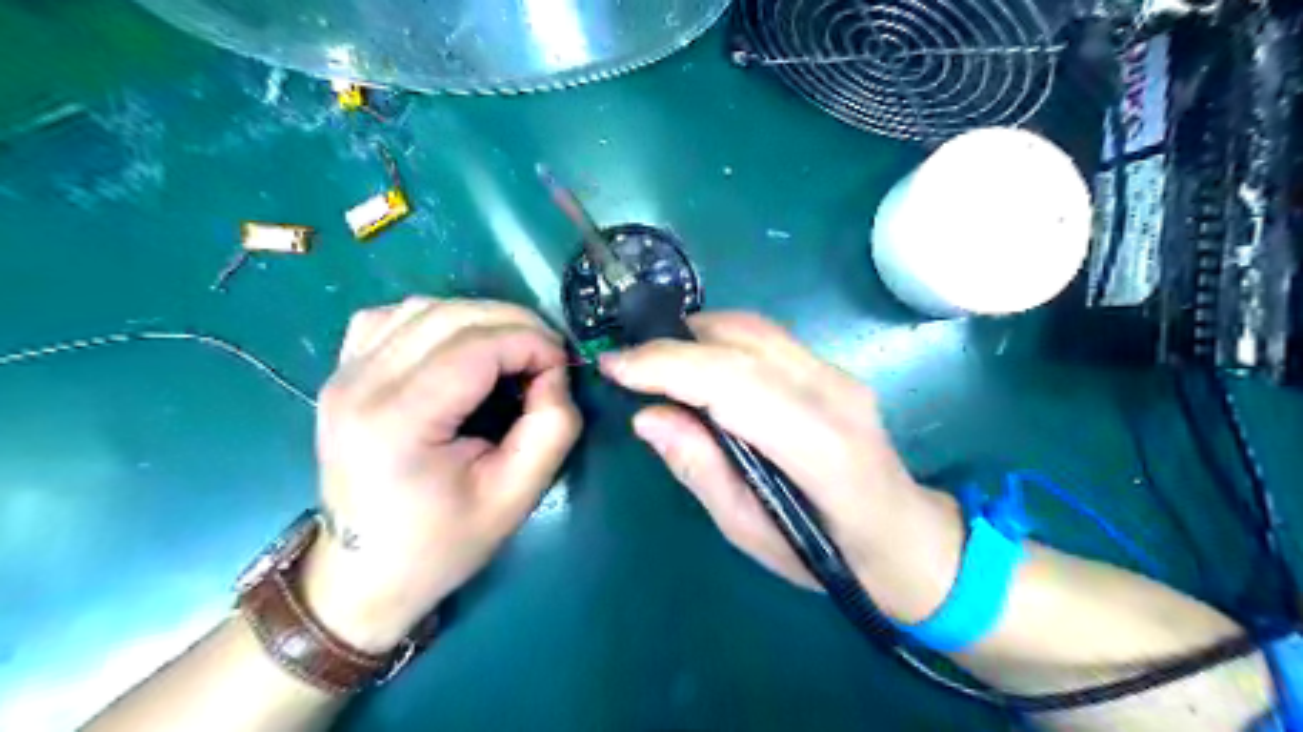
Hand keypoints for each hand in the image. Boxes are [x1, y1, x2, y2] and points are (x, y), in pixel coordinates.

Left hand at [304, 296, 577, 650]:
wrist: (364, 574)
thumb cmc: (443, 543)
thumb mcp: (517, 495)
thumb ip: (552, 427)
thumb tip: (554, 372)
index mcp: (398, 421)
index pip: (477, 346)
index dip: (533, 342)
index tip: (563, 367)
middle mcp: (360, 385)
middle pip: (450, 316)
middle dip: (515, 324)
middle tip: (547, 356)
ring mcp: (343, 374)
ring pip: (423, 307)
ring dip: (480, 318)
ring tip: (511, 351)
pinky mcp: (341, 374)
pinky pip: (392, 317)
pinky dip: (437, 319)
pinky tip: (459, 348)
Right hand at [597, 311, 952, 618]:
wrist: (904, 537)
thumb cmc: (828, 555)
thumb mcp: (752, 532)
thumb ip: (701, 470)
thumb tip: (648, 416)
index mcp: (819, 445)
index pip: (732, 381)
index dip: (666, 366)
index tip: (614, 366)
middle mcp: (833, 393)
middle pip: (741, 341)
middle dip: (672, 345)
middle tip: (628, 366)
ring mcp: (838, 373)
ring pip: (753, 328)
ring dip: (695, 336)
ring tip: (657, 365)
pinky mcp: (834, 368)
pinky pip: (766, 337)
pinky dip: (721, 340)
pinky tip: (701, 366)